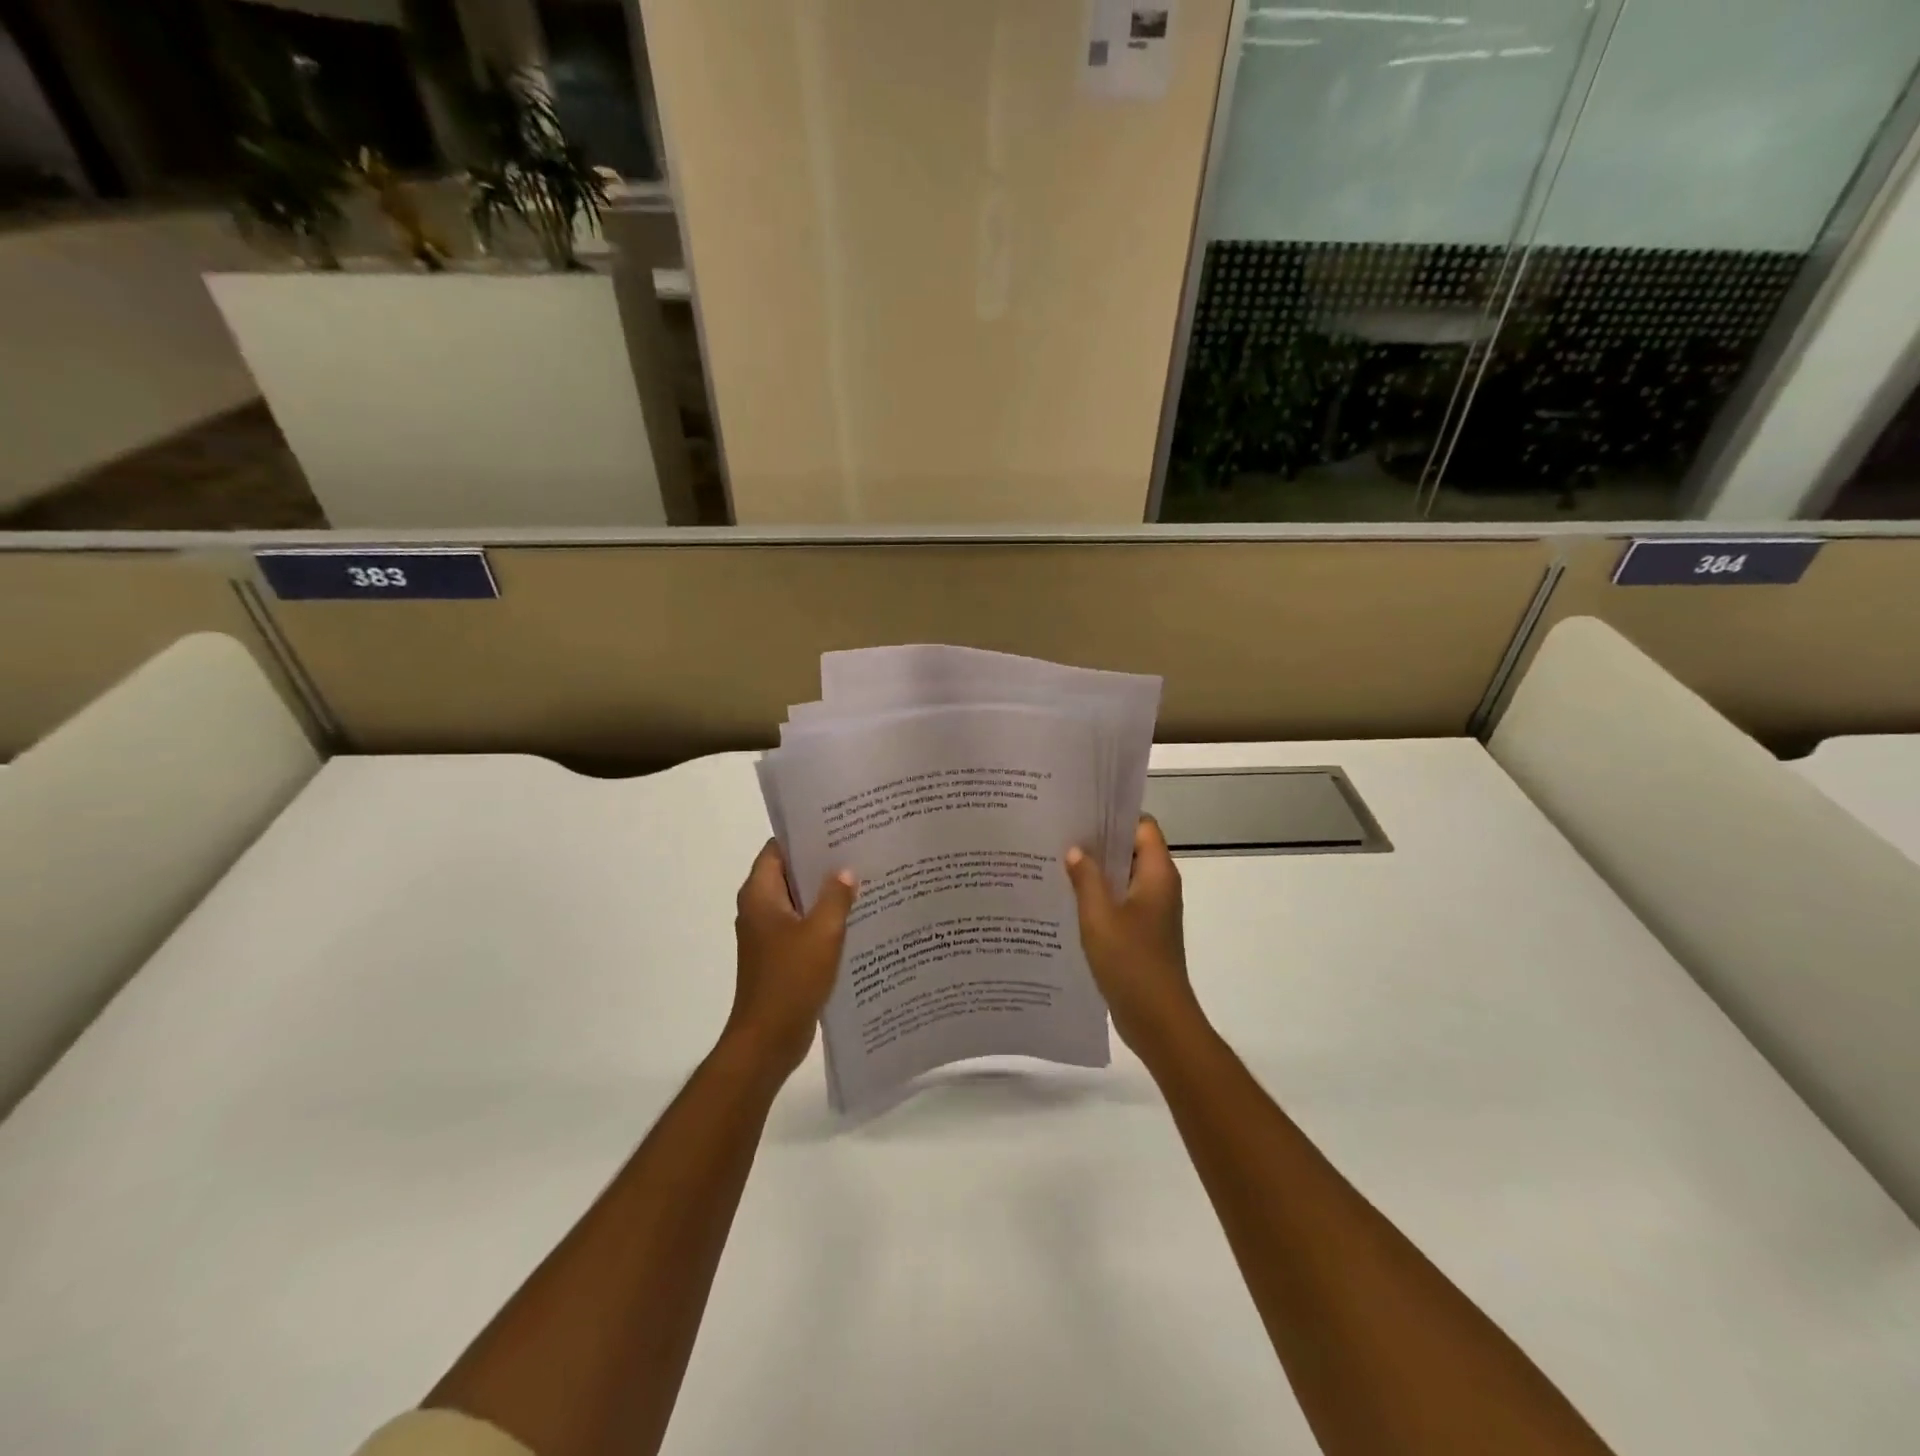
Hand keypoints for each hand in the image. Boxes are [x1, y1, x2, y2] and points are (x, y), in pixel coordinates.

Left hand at [726, 840, 856, 1079]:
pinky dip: (825, 919)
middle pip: (790, 873)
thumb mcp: (822, 932)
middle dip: (822, 862)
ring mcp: (769, 934)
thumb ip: (836, 896)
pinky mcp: (780, 956)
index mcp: (760, 895)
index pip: (778, 849)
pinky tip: (857, 917)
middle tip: (859, 848)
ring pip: (800, 901)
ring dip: (826, 893)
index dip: (805, 835)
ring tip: (864, 877)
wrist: (768, 1039)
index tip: (838, 825)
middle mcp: (759, 909)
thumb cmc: (790, 979)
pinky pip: (804, 926)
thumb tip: (845, 871)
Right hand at [1065, 816, 1204, 1056]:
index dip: (1115, 815)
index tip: (1081, 811)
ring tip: (1055, 862)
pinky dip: (1098, 896)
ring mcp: (1152, 911)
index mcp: (1157, 874)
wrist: (1158, 1020)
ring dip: (1095, 870)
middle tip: (1059, 833)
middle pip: (1131, 849)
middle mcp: (1159, 886)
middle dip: (1098, 841)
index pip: (1142, 826)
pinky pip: (1119, 902)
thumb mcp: (1099, 916)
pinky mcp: (1142, 932)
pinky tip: (1066, 900)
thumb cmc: (1131, 962)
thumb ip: (1086, 878)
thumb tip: (1075, 849)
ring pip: (1123, 877)